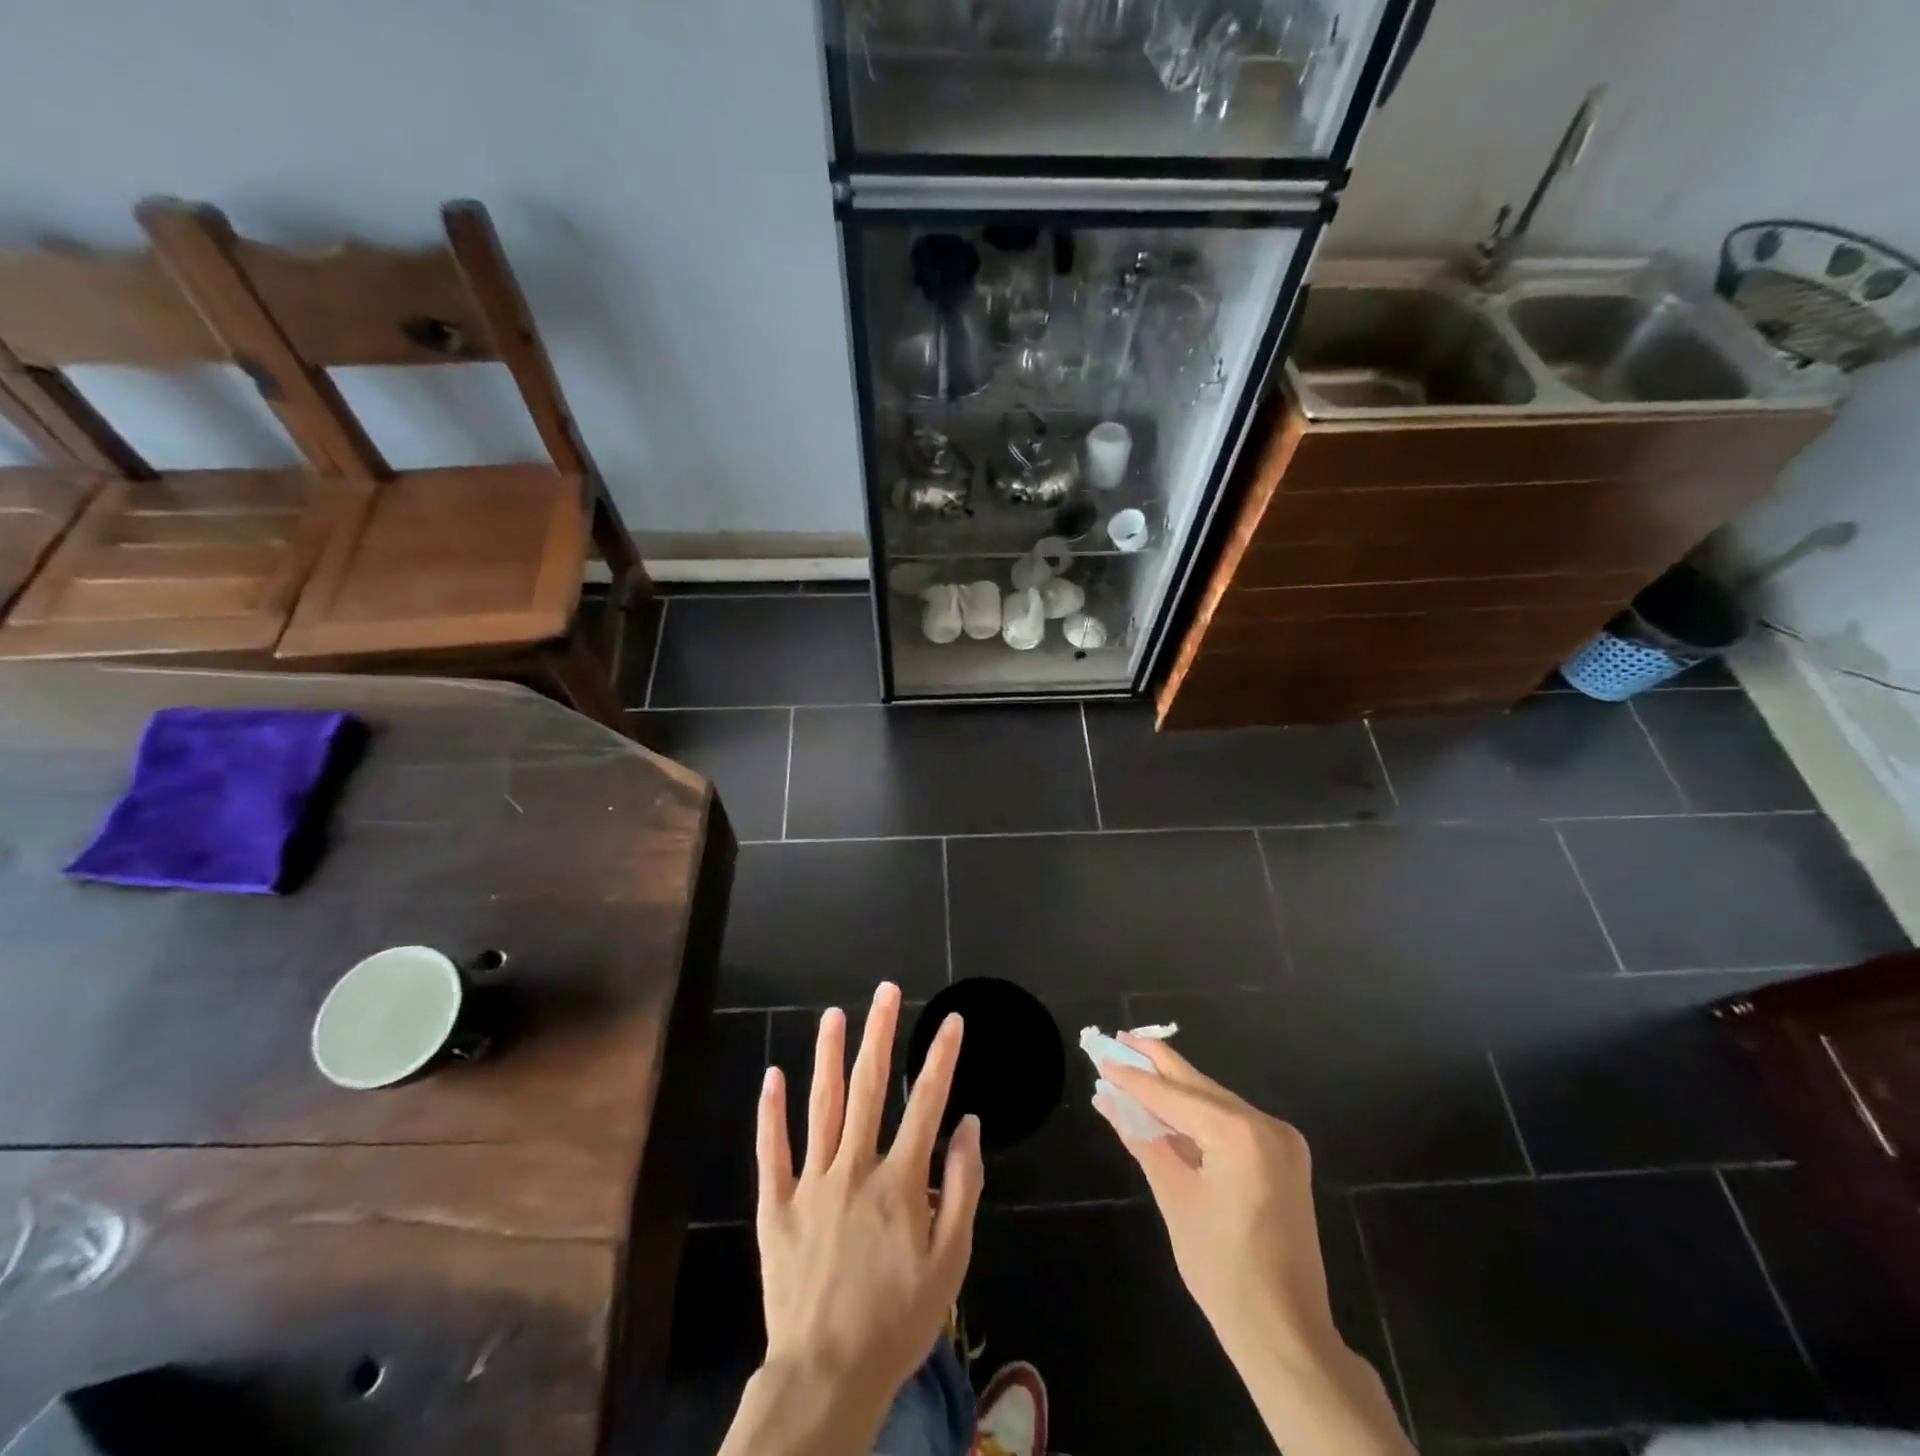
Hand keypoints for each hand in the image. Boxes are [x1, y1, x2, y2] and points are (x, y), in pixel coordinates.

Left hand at [722, 982, 983, 1455]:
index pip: (927, 1103)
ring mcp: (811, 1183)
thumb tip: (969, 1125)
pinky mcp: (776, 1206)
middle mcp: (854, 1168)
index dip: (941, 1058)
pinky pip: (772, 1151)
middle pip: (868, 1087)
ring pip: (820, 1105)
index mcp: (900, 1181)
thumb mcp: (950, 1262)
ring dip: (828, 1055)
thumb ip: (963, 1188)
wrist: (827, 1376)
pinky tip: (773, 1075)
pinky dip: (771, 1112)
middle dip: (879, 1033)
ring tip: (834, 1014)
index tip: (952, 1020)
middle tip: (886, 991)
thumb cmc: (898, 1320)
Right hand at [1095, 1037, 1413, 1455]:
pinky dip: (1198, 1115)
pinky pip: (1231, 1122)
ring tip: (1135, 1068)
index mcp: (1238, 1133)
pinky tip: (1168, 1108)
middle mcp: (1264, 1124)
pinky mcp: (1284, 1156)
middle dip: (1157, 1065)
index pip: (1171, 1094)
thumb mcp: (1174, 1198)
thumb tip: (1107, 1099)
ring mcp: (1280, 1139)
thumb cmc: (1222, 1270)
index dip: (1133, 1076)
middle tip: (1119, 1039)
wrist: (1286, 1334)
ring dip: (1175, 1090)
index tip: (1101, 1053)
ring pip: (1214, 1101)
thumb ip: (1142, 1138)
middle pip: (1197, 1086)